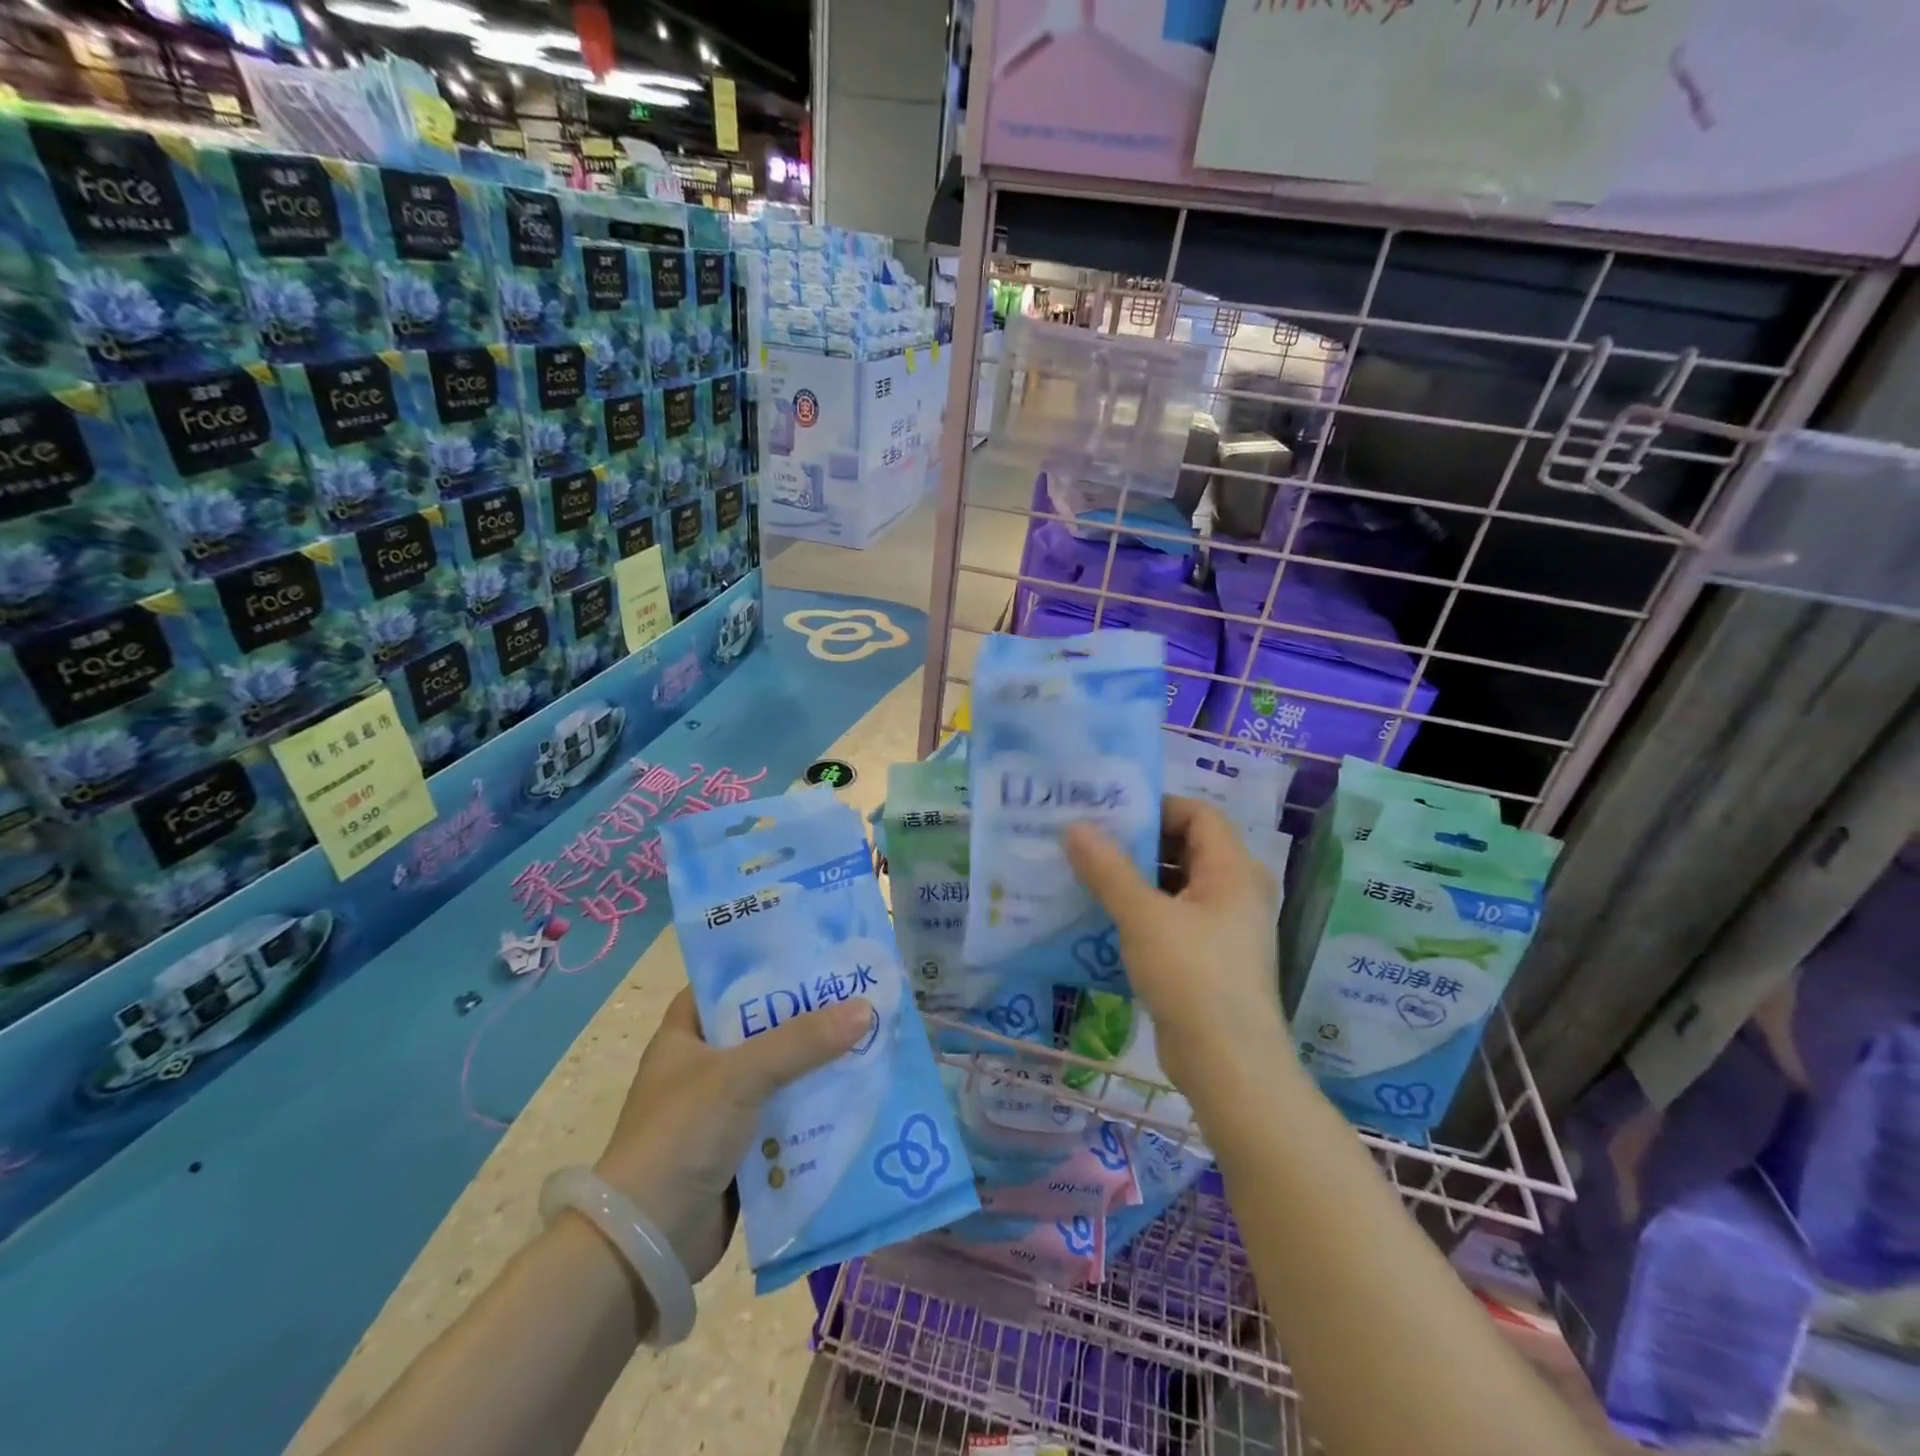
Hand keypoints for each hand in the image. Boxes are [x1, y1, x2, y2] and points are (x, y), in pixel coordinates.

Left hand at [593, 987, 870, 1281]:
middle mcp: (703, 1066)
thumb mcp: (741, 1075)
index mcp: (685, 1034)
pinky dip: (815, 1110)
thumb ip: (802, 1041)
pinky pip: (786, 1118)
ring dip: (817, 1066)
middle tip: (859, 997)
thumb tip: (865, 1009)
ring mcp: (722, 1111)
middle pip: (764, 1029)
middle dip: (808, 1019)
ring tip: (870, 1040)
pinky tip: (856, 1096)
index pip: (729, 984)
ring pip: (780, 1075)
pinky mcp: (741, 1151)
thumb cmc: (681, 1136)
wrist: (648, 1243)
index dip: (769, 968)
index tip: (817, 956)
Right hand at [1064, 796, 1284, 1095]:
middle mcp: (1236, 891)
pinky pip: (1173, 917)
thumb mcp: (1143, 916)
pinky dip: (1142, 911)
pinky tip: (1102, 918)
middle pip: (1186, 847)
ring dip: (1135, 879)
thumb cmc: (1192, 977)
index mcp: (1234, 870)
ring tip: (1086, 876)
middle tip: (1088, 841)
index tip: (1110, 815)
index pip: (1198, 813)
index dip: (1156, 807)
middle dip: (1137, 843)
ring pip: (1176, 885)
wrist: (1228, 1066)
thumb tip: (1074, 827)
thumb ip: (1107, 869)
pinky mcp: (1209, 957)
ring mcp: (1224, 927)